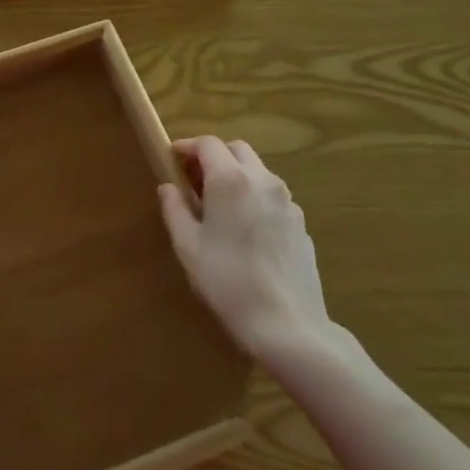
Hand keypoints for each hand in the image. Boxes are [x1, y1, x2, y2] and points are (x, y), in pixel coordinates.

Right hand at [159, 137, 335, 360]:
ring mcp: (287, 202)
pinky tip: (246, 229)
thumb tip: (168, 188)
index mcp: (230, 180)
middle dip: (214, 156)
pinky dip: (255, 197)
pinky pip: (273, 196)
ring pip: (258, 171)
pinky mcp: (301, 224)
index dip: (187, 146)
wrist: (287, 324)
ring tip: (220, 205)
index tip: (172, 158)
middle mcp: (262, 181)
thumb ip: (174, 209)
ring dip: (236, 175)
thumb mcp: (188, 246)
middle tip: (194, 179)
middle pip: (237, 150)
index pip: (208, 144)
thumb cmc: (227, 281)